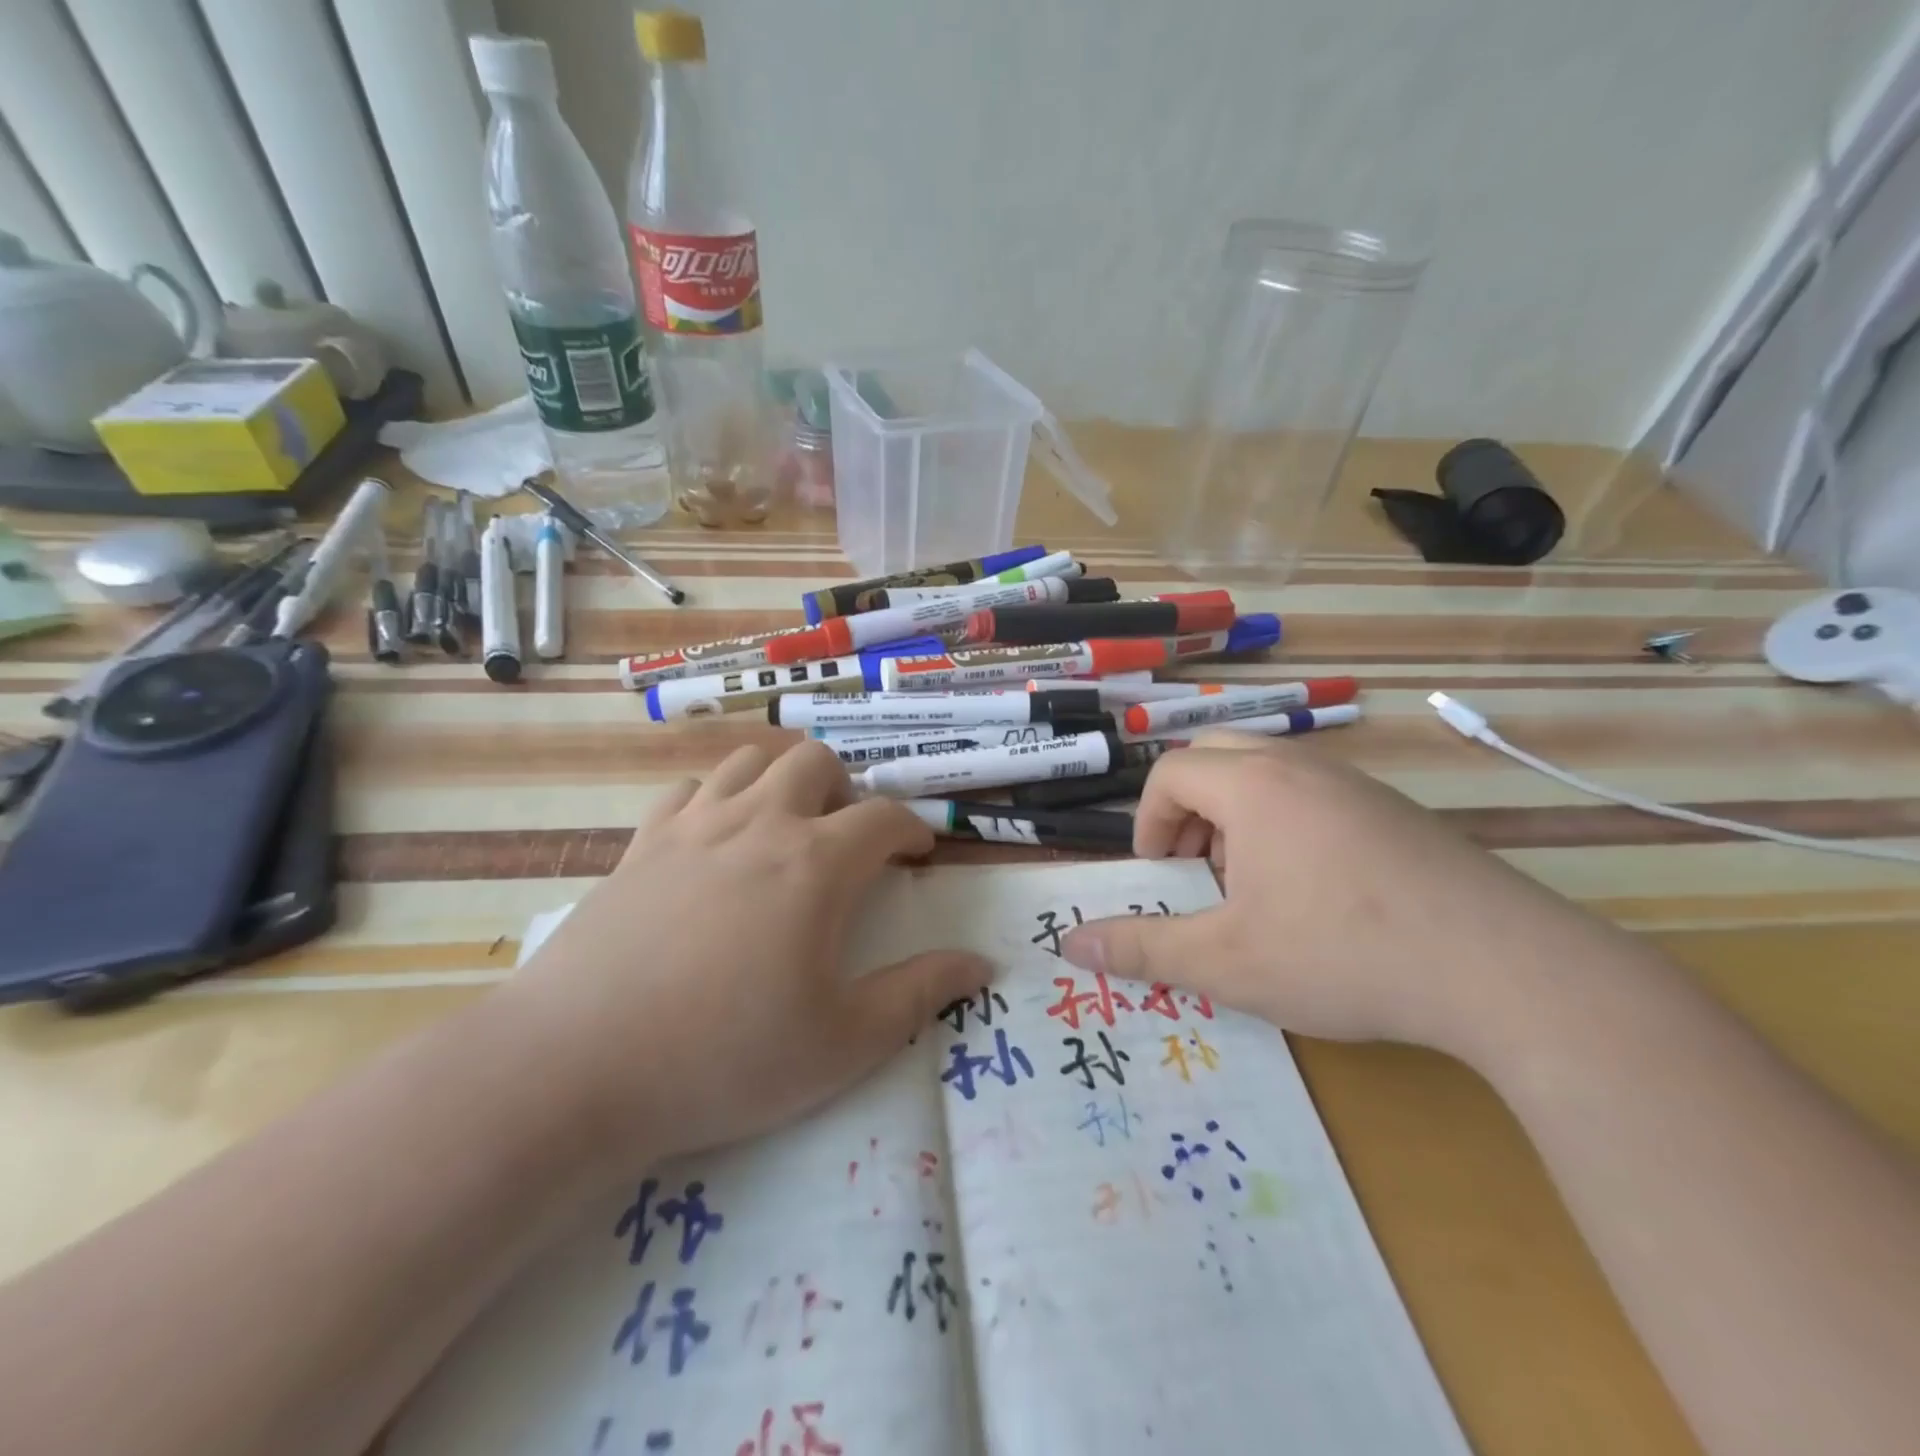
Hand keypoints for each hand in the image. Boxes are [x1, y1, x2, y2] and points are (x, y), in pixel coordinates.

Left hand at [497, 742, 988, 1170]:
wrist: (576, 1067)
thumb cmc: (725, 1058)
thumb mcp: (844, 1042)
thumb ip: (919, 994)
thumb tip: (981, 965)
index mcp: (816, 864)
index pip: (883, 816)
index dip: (911, 829)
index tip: (918, 855)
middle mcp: (759, 824)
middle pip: (816, 762)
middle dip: (845, 790)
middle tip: (846, 839)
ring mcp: (693, 826)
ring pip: (750, 761)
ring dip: (781, 781)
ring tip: (786, 828)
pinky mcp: (640, 844)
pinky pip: (687, 790)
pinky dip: (714, 799)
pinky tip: (714, 840)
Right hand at [1059, 733, 1622, 1061]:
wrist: (1508, 971)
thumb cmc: (1344, 955)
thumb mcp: (1227, 963)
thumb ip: (1143, 949)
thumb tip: (1070, 944)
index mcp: (1253, 787)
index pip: (1170, 772)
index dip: (1148, 822)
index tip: (1161, 877)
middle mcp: (1302, 768)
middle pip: (1216, 757)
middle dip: (1189, 811)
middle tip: (1197, 871)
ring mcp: (1357, 785)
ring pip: (1270, 775)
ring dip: (1238, 819)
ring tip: (1252, 888)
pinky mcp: (1398, 812)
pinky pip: (1317, 796)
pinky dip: (1288, 828)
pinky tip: (1317, 896)